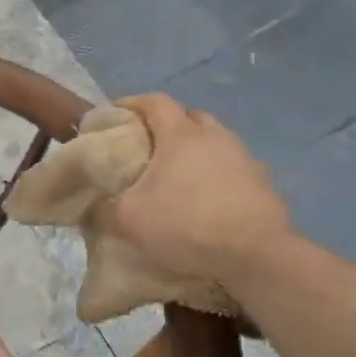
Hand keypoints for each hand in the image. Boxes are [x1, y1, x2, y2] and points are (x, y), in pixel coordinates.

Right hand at [106, 93, 291, 286]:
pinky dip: (215, 176)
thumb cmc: (186, 224)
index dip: (132, 103)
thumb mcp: (130, 220)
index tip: (115, 114)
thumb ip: (104, 209)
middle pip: (188, 117)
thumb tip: (93, 207)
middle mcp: (216, 137)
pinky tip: (205, 200)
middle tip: (147, 146)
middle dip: (166, 125)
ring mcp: (245, 158)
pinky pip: (232, 168)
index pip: (155, 101)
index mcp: (181, 135)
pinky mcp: (263, 184)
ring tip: (176, 176)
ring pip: (214, 142)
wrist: (255, 255)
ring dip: (194, 152)